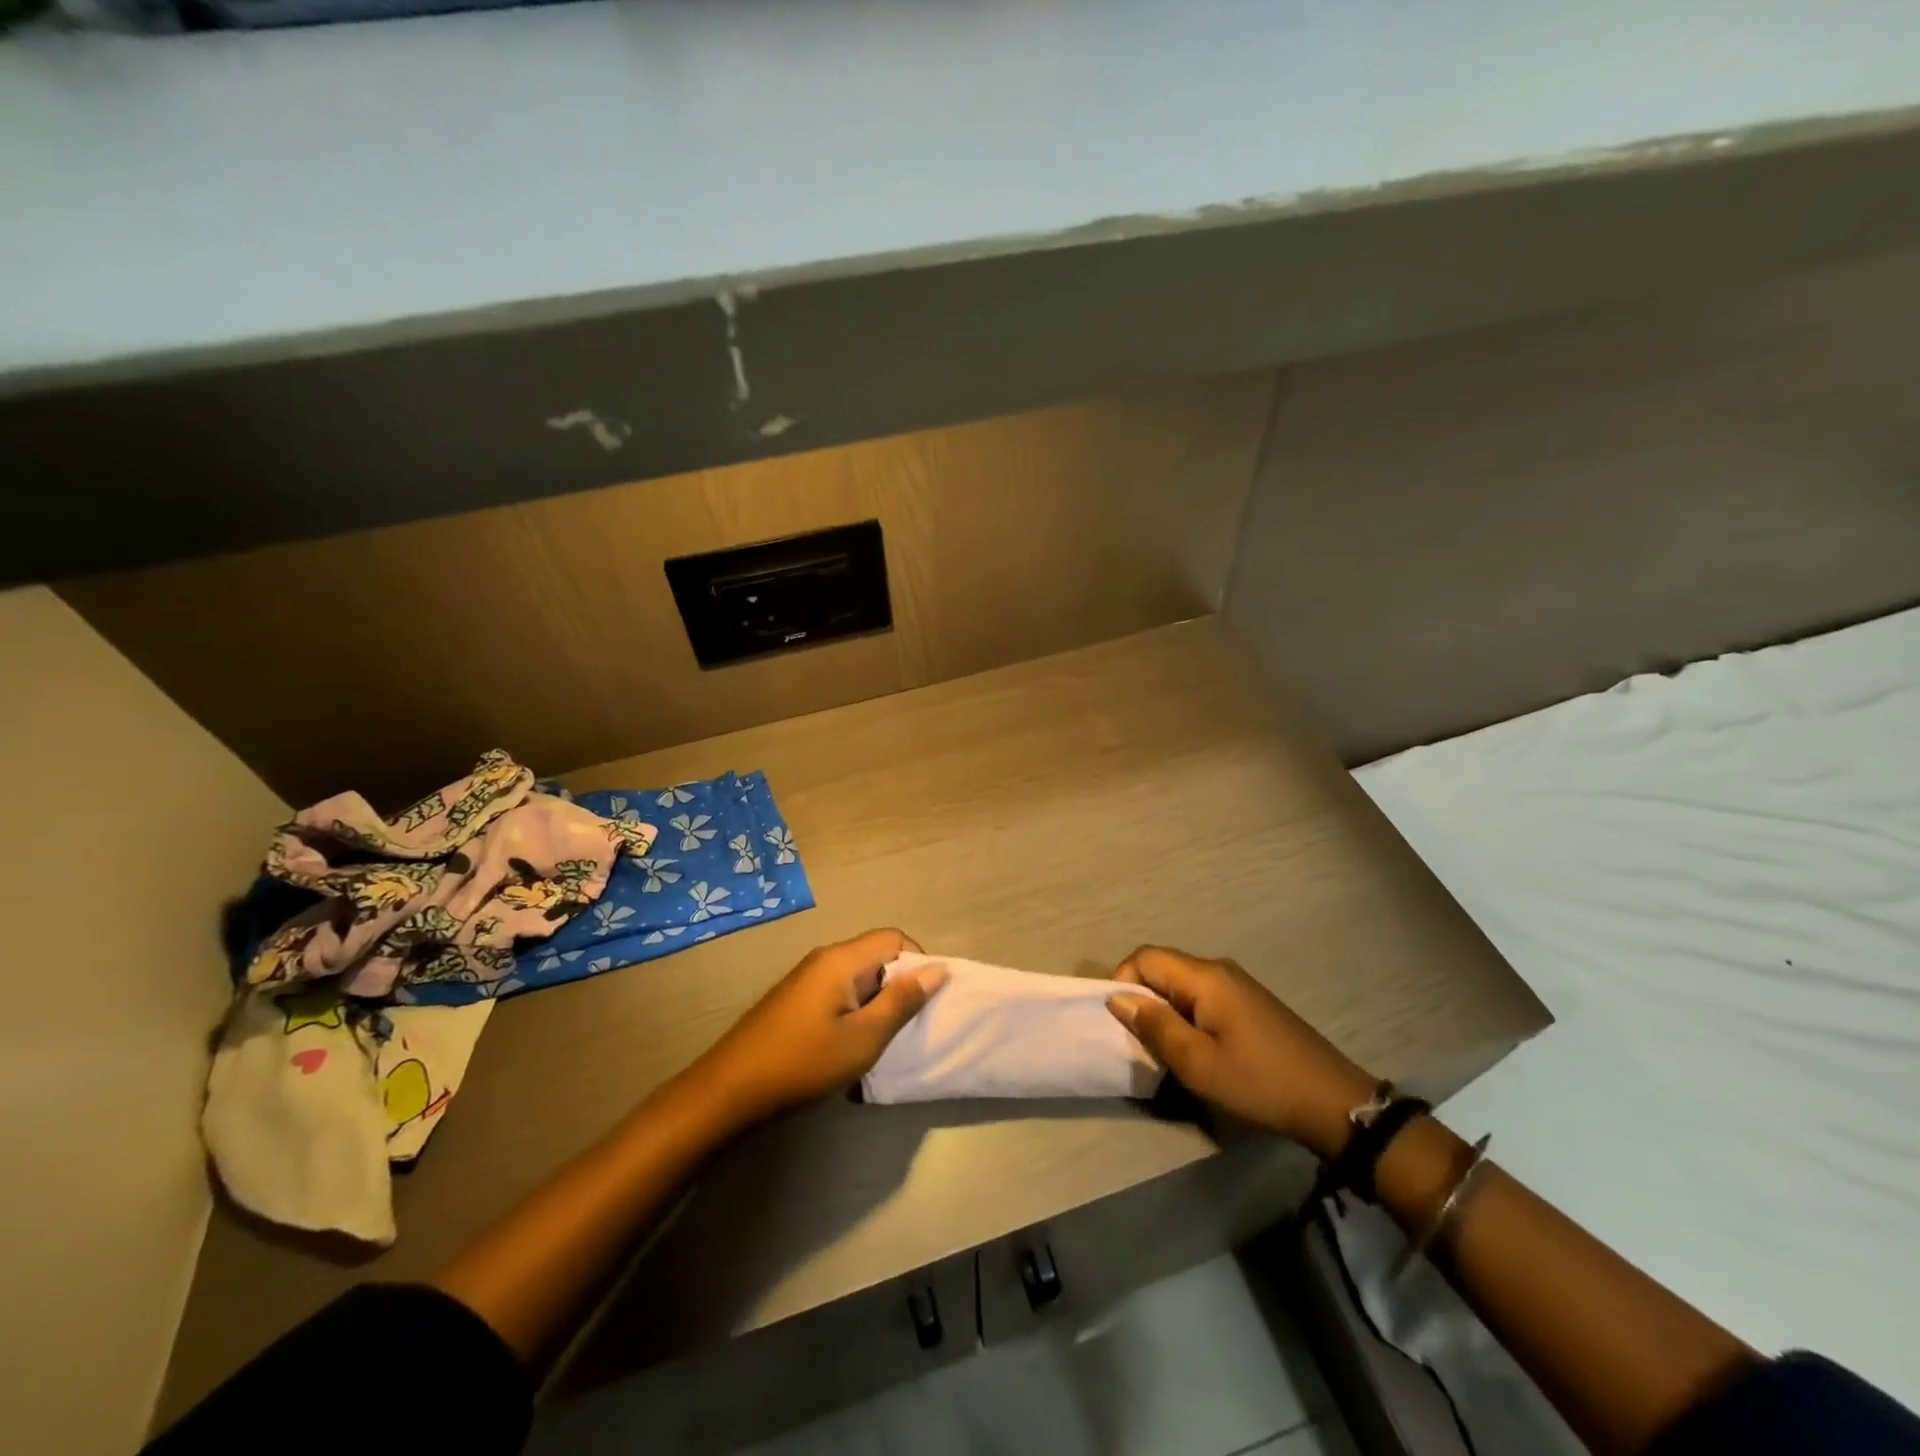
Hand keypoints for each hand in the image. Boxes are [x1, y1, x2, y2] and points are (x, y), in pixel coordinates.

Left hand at [688, 929, 947, 1127]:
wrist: (730, 1090)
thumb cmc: (803, 1061)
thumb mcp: (864, 1037)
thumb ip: (902, 1001)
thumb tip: (938, 969)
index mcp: (842, 959)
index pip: (894, 938)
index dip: (919, 961)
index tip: (926, 1000)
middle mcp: (824, 959)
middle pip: (876, 956)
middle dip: (898, 986)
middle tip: (906, 1026)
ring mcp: (806, 979)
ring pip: (857, 978)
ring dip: (876, 1005)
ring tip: (880, 1042)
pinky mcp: (795, 1000)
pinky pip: (838, 994)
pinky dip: (854, 1014)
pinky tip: (849, 1049)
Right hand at [1108, 946, 1375, 1157]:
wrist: (1334, 1103)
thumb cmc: (1259, 1082)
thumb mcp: (1197, 1063)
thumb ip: (1155, 1026)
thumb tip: (1117, 998)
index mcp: (1205, 977)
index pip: (1145, 957)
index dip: (1123, 982)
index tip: (1122, 1023)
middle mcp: (1219, 970)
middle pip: (1163, 968)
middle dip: (1143, 999)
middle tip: (1143, 1042)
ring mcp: (1238, 985)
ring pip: (1182, 985)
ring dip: (1166, 1011)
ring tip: (1169, 1050)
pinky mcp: (1250, 1003)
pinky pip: (1203, 997)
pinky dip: (1188, 1016)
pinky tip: (1200, 1050)